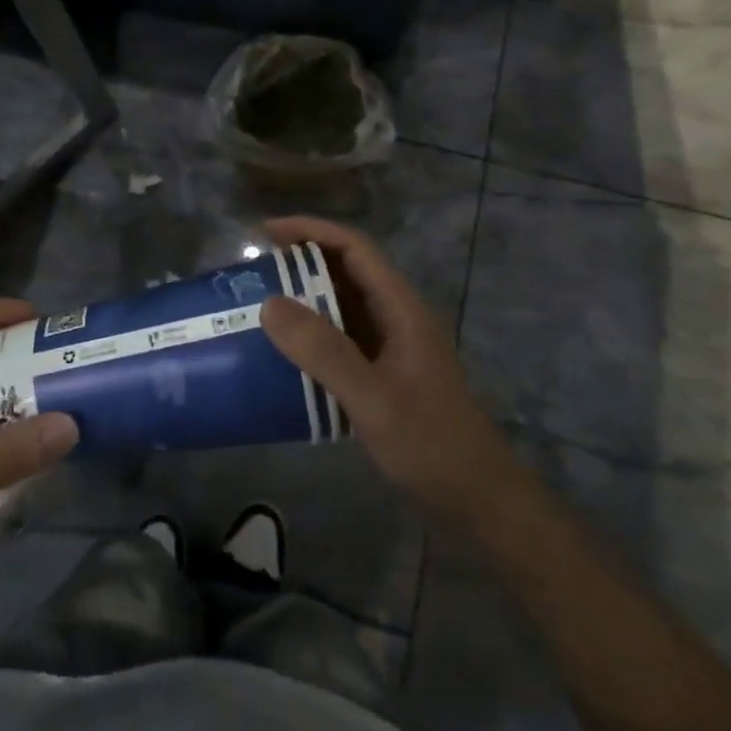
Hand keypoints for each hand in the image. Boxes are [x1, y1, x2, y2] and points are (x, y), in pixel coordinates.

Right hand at [259, 217, 521, 524]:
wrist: (477, 499)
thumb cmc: (430, 443)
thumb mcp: (372, 397)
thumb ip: (323, 351)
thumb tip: (269, 304)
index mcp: (400, 308)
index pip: (354, 248)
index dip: (311, 231)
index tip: (265, 232)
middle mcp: (396, 317)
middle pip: (346, 272)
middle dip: (300, 263)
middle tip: (252, 271)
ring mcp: (391, 347)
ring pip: (342, 306)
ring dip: (303, 300)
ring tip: (258, 306)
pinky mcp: (383, 374)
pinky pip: (341, 340)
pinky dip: (311, 336)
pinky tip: (283, 355)